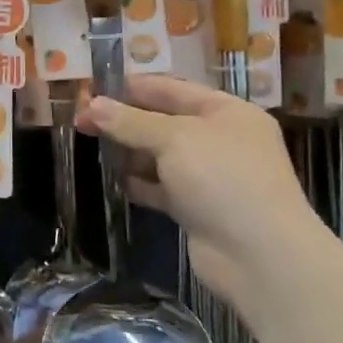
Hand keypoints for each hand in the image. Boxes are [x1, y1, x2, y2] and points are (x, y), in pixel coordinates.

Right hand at [80, 75, 324, 309]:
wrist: (259, 255)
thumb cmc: (222, 179)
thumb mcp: (174, 138)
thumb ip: (131, 122)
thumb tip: (92, 105)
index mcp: (227, 112)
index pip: (174, 89)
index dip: (134, 87)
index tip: (93, 89)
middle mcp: (221, 140)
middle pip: (165, 122)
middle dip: (126, 120)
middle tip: (82, 120)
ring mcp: (210, 177)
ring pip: (161, 156)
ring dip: (129, 152)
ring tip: (91, 147)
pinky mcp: (198, 209)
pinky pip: (161, 187)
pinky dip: (139, 183)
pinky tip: (114, 181)